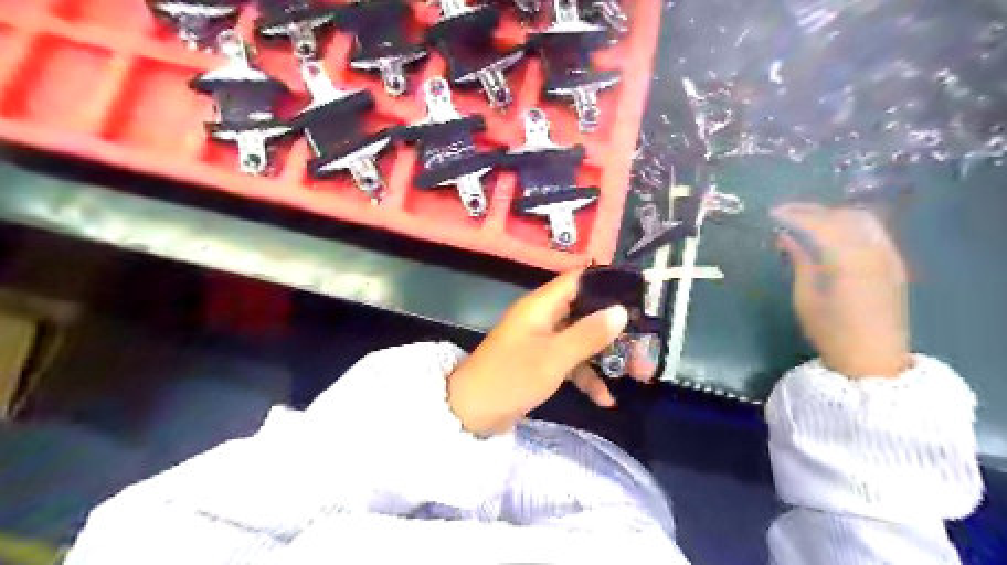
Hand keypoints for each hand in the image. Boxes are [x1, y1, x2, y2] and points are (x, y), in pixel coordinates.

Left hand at [449, 268, 625, 436]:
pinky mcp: (541, 362)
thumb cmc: (511, 377)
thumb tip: (621, 310)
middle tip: (646, 341)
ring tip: (638, 373)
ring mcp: (542, 341)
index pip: (578, 280)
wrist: (471, 413)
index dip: (607, 283)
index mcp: (541, 305)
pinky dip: (587, 376)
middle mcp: (543, 318)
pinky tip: (605, 399)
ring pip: (582, 339)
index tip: (638, 292)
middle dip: (615, 328)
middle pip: (585, 312)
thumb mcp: (554, 357)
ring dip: (606, 355)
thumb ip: (588, 334)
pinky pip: (571, 362)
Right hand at [774, 202, 910, 378]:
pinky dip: (849, 224)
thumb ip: (800, 261)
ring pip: (861, 220)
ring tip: (807, 222)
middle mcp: (873, 250)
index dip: (794, 215)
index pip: (820, 224)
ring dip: (832, 215)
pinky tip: (832, 233)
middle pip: (842, 216)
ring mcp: (888, 255)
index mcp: (848, 260)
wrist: (873, 359)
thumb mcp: (806, 297)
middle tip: (786, 214)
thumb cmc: (831, 331)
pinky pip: (872, 231)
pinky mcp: (894, 263)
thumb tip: (786, 237)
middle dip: (813, 211)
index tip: (772, 213)